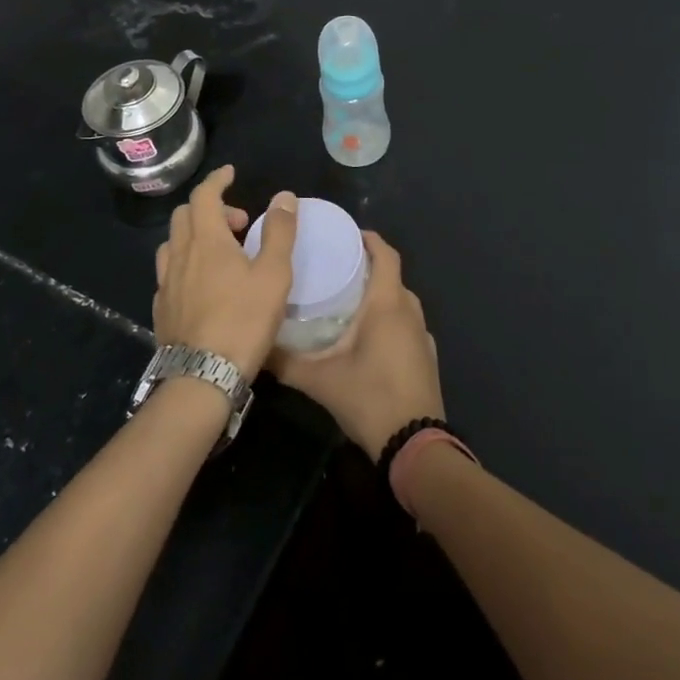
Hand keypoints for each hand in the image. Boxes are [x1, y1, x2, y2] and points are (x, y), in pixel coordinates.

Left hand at [153, 166, 296, 376]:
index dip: (217, 180)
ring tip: (221, 252)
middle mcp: (180, 254)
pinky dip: (186, 262)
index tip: (230, 174)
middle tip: (239, 223)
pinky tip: (202, 284)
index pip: (204, 195)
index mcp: (206, 240)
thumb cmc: (243, 321)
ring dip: (195, 235)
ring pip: (173, 243)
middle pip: (185, 215)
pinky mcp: (162, 308)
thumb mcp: (274, 275)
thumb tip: (283, 196)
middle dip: (211, 208)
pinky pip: (170, 271)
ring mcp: (166, 283)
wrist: (201, 378)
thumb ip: (279, 232)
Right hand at [273, 231, 443, 460]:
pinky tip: (367, 336)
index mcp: (388, 303)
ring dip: (379, 293)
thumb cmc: (370, 398)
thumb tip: (254, 345)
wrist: (415, 446)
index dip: (369, 239)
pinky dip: (389, 318)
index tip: (346, 233)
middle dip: (368, 266)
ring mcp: (422, 335)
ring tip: (347, 298)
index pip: (386, 254)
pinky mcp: (426, 356)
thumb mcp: (319, 380)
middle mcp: (409, 311)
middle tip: (335, 266)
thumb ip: (284, 361)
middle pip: (392, 275)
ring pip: (400, 301)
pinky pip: (406, 323)